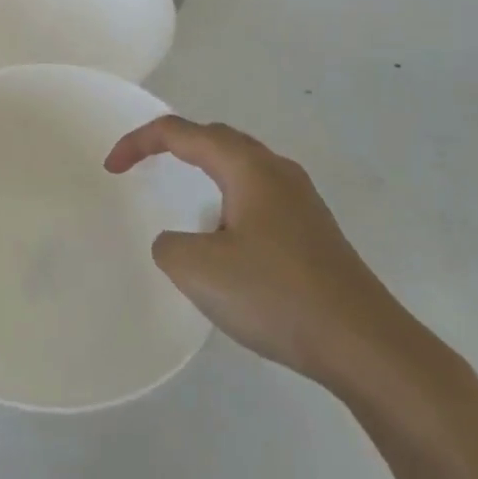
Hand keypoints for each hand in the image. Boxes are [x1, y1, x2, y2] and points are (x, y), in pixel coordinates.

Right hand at [105, 116, 417, 394]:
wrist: (366, 345)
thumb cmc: (277, 296)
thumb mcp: (198, 270)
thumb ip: (169, 245)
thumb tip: (180, 242)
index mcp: (248, 167)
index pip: (181, 132)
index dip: (139, 143)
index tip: (111, 168)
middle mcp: (277, 171)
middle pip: (216, 138)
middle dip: (174, 144)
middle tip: (142, 165)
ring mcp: (302, 200)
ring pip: (241, 166)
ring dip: (204, 170)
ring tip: (181, 193)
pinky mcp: (314, 230)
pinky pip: (258, 195)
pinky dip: (227, 197)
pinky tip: (226, 236)